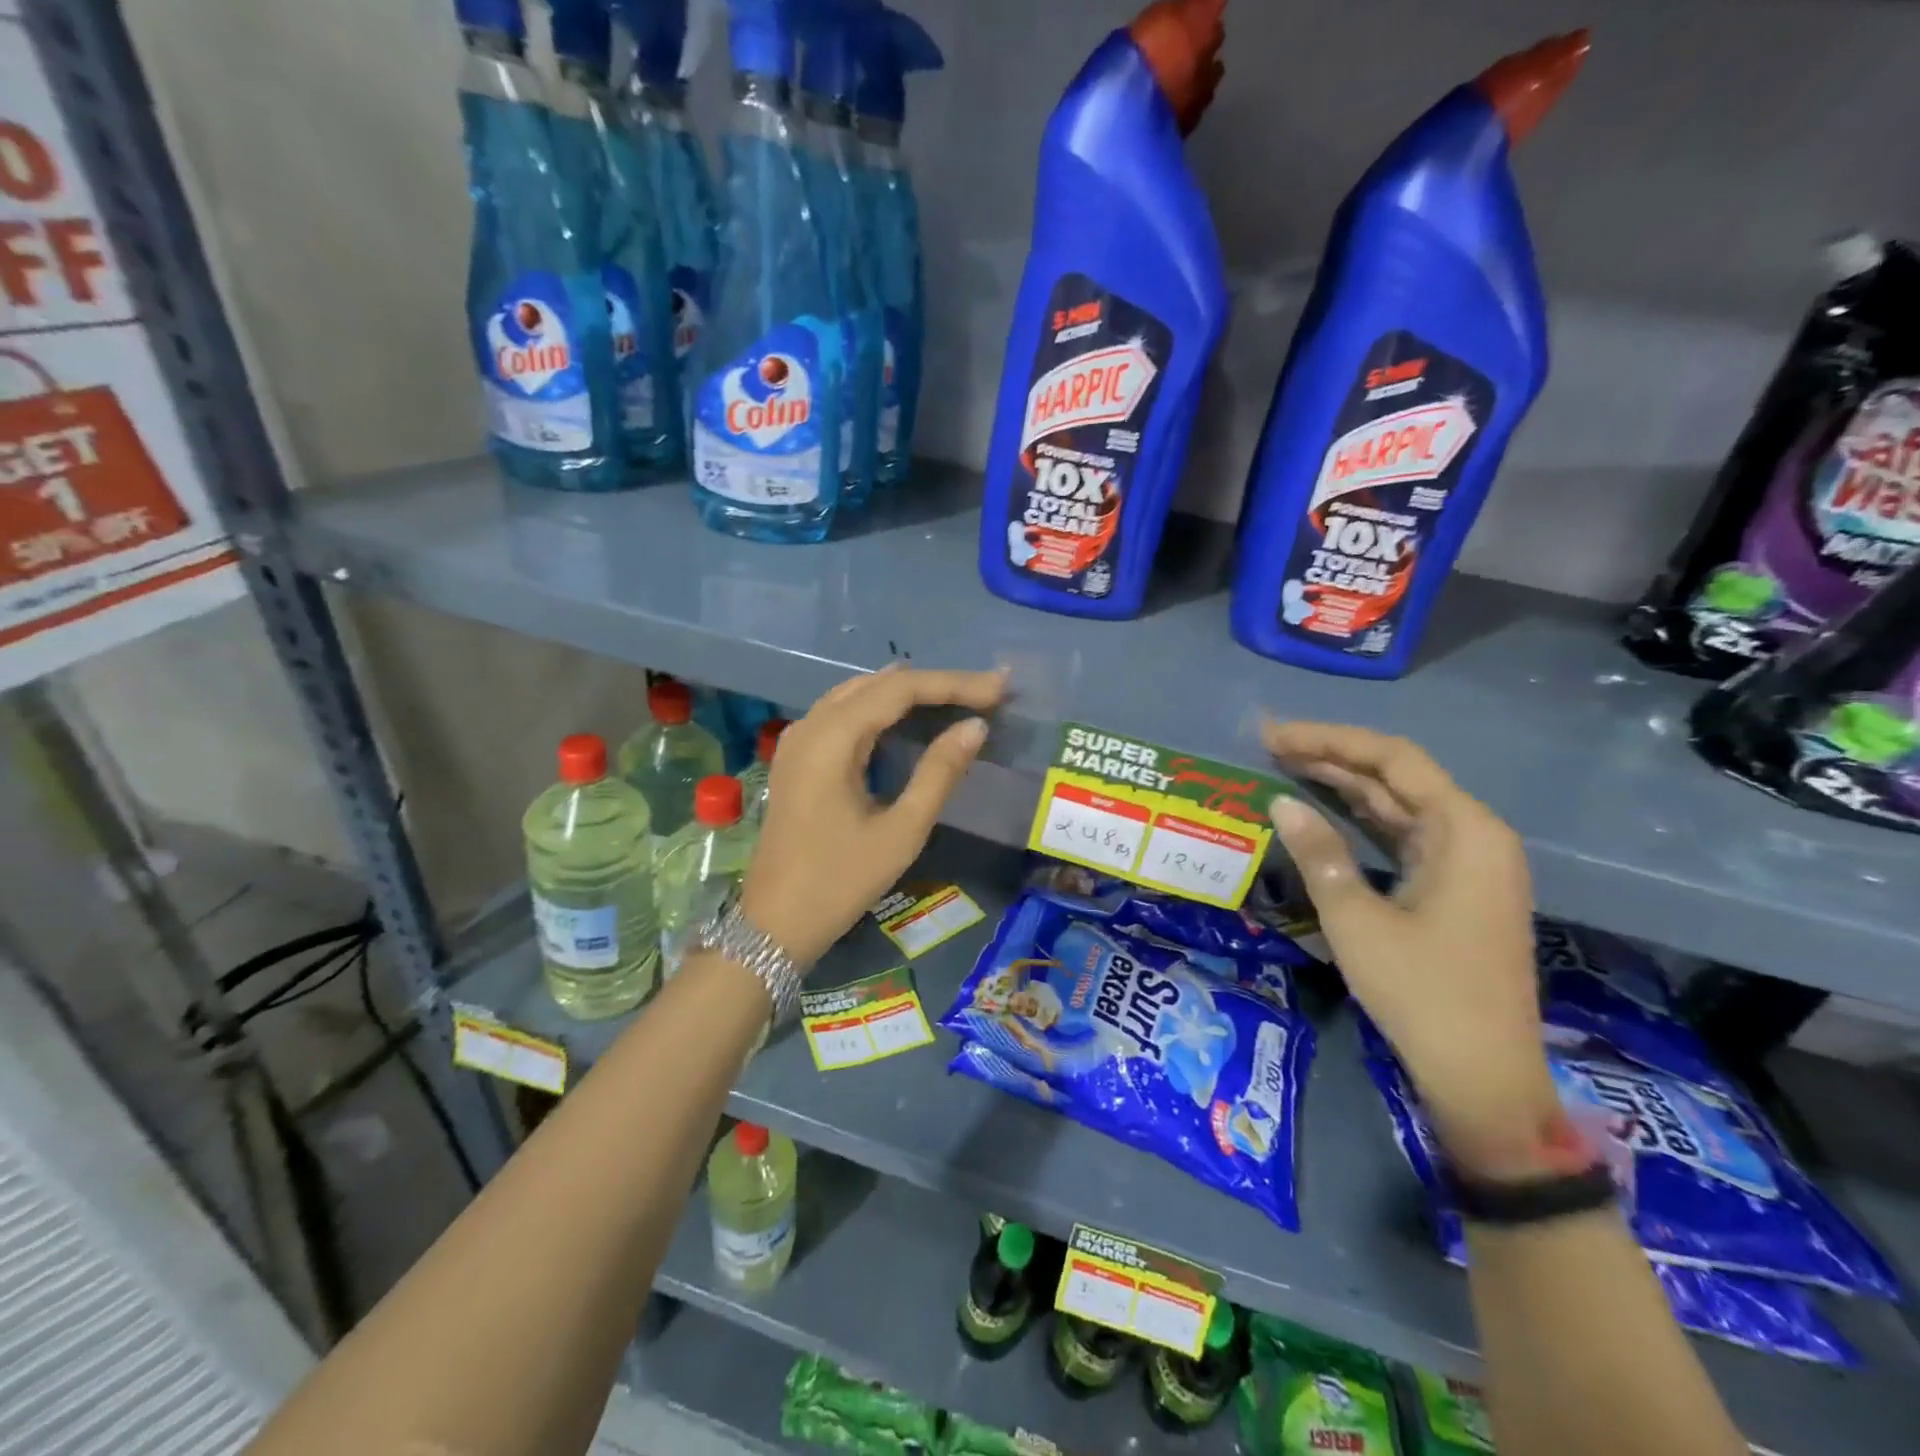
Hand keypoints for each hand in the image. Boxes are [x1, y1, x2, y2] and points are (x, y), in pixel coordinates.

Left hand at [740, 665, 1008, 970]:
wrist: (775, 923)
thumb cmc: (841, 881)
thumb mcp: (901, 831)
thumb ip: (939, 773)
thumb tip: (974, 727)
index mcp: (832, 739)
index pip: (900, 689)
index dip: (953, 684)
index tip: (999, 688)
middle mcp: (811, 726)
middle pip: (879, 684)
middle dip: (934, 684)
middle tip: (986, 692)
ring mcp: (798, 740)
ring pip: (858, 693)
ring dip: (907, 692)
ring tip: (956, 697)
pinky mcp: (796, 757)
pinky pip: (842, 712)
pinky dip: (880, 708)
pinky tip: (905, 717)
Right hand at [1262, 721, 1560, 1178]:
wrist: (1481, 1077)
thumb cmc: (1421, 993)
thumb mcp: (1356, 919)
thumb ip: (1319, 853)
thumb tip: (1280, 801)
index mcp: (1465, 832)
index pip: (1393, 759)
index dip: (1330, 740)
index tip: (1275, 736)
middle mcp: (1473, 835)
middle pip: (1397, 777)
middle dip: (1333, 757)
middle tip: (1268, 746)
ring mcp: (1466, 863)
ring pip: (1398, 805)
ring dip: (1344, 785)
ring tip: (1284, 766)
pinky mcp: (1452, 887)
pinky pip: (1402, 835)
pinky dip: (1360, 819)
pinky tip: (1322, 809)